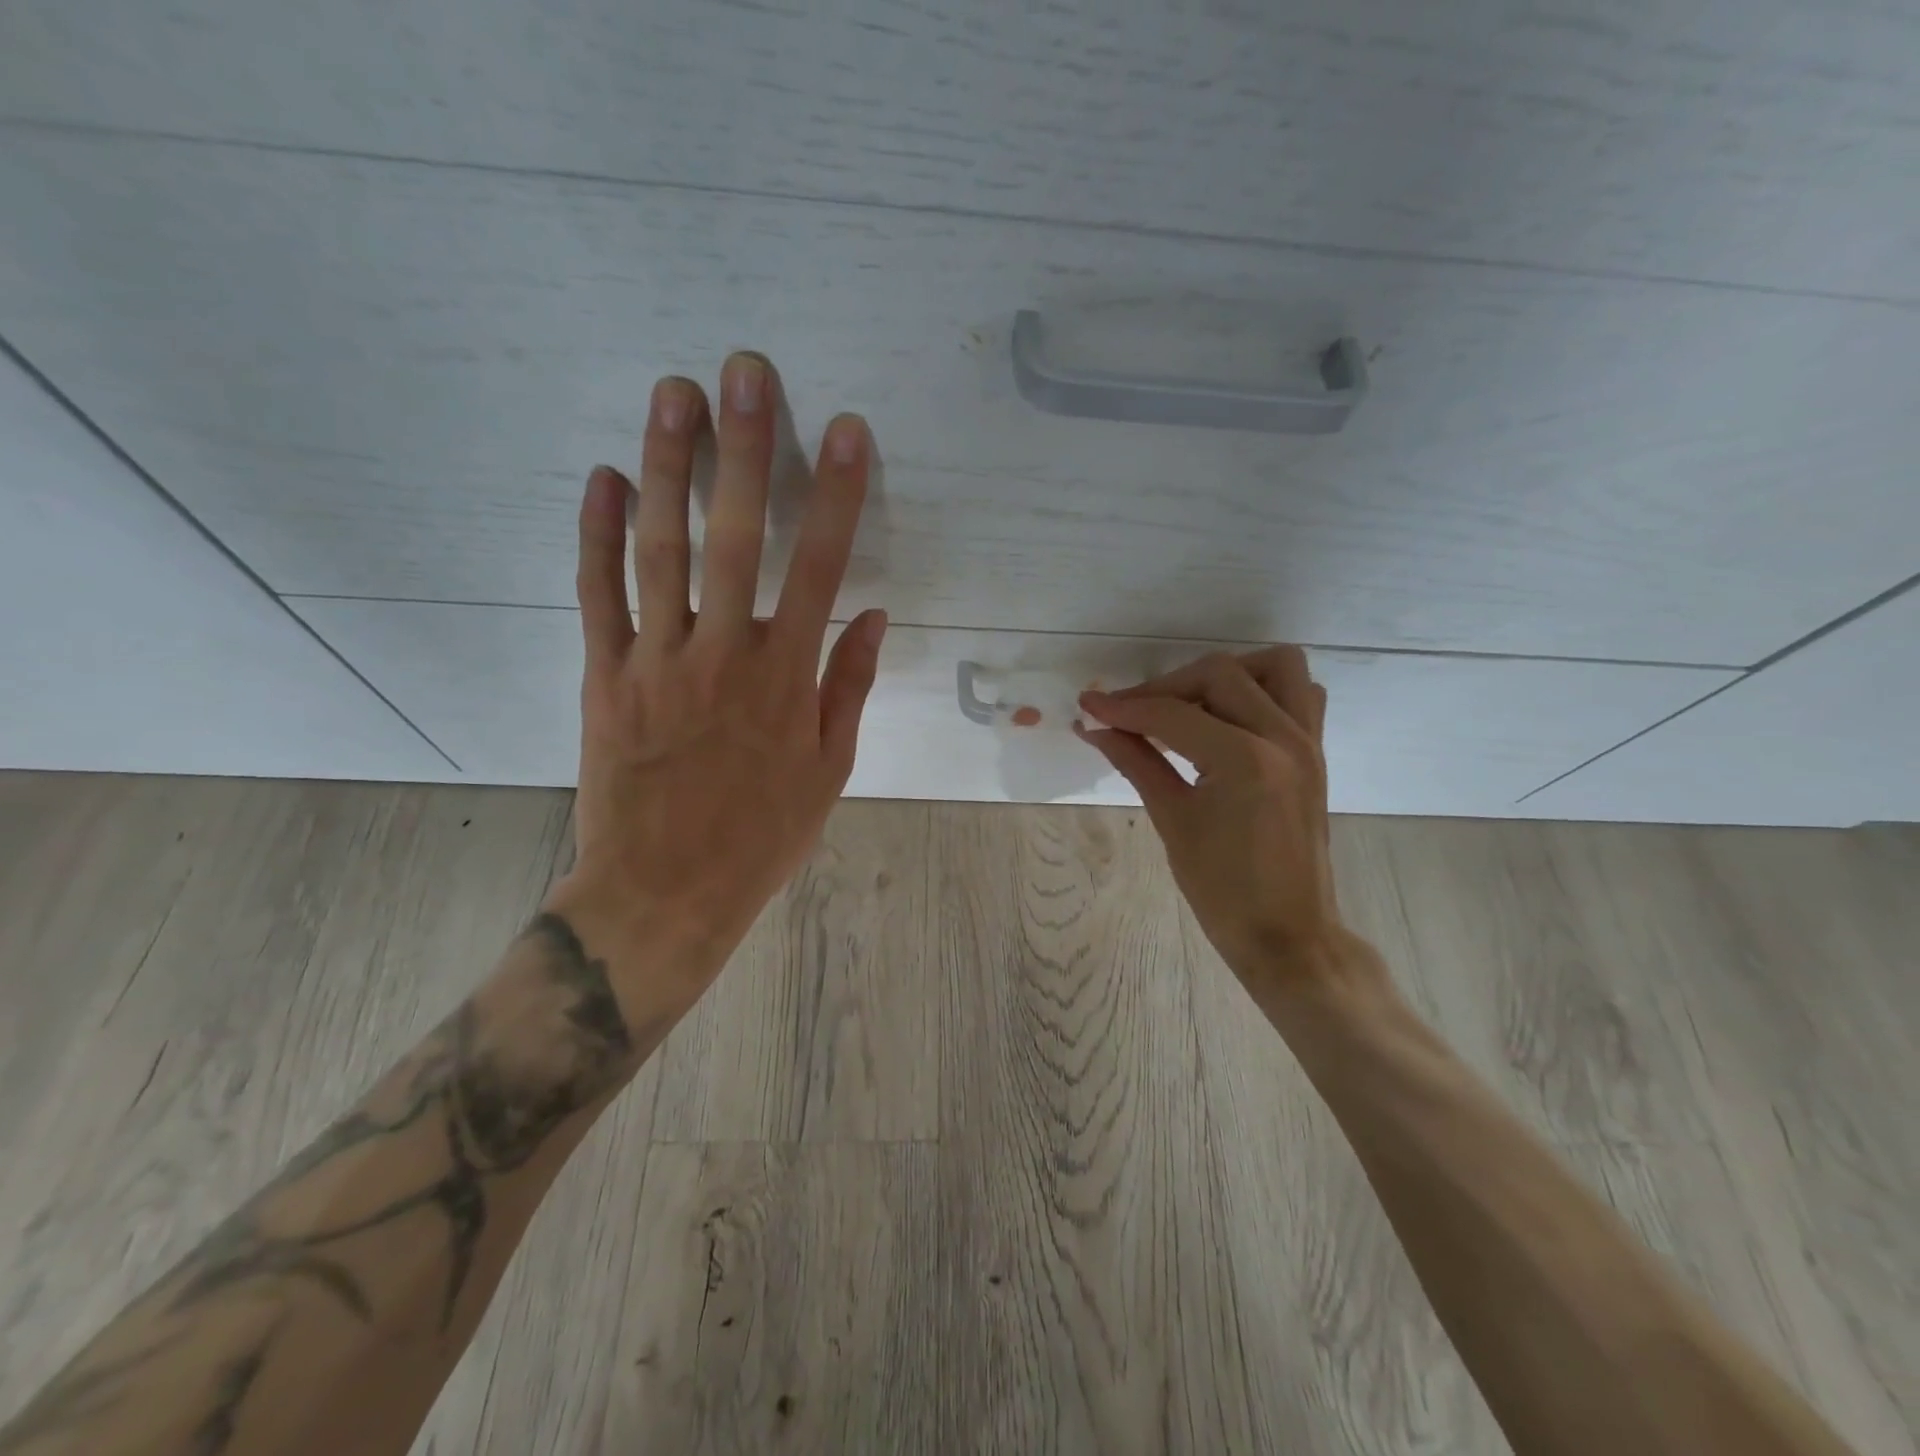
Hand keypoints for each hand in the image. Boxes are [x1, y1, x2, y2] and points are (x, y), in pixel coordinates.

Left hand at [546, 352, 884, 998]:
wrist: (663, 892)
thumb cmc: (761, 835)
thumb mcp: (828, 770)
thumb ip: (848, 686)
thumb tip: (870, 616)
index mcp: (786, 679)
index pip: (819, 569)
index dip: (836, 496)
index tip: (846, 431)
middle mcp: (723, 654)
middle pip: (733, 538)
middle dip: (744, 450)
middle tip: (744, 372)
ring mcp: (656, 661)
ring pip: (659, 550)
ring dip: (667, 467)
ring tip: (674, 394)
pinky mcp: (604, 677)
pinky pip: (598, 595)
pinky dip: (596, 534)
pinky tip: (603, 476)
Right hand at [1077, 647, 1376, 998]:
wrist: (1288, 935)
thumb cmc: (1223, 891)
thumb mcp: (1173, 822)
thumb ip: (1136, 762)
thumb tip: (1096, 728)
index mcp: (1245, 761)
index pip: (1173, 715)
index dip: (1125, 707)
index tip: (1089, 705)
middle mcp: (1284, 738)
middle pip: (1219, 675)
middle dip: (1165, 687)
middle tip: (1128, 714)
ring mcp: (1308, 742)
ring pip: (1273, 667)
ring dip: (1225, 674)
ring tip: (1187, 705)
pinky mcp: (1315, 753)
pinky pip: (1299, 694)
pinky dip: (1263, 690)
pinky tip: (1228, 718)